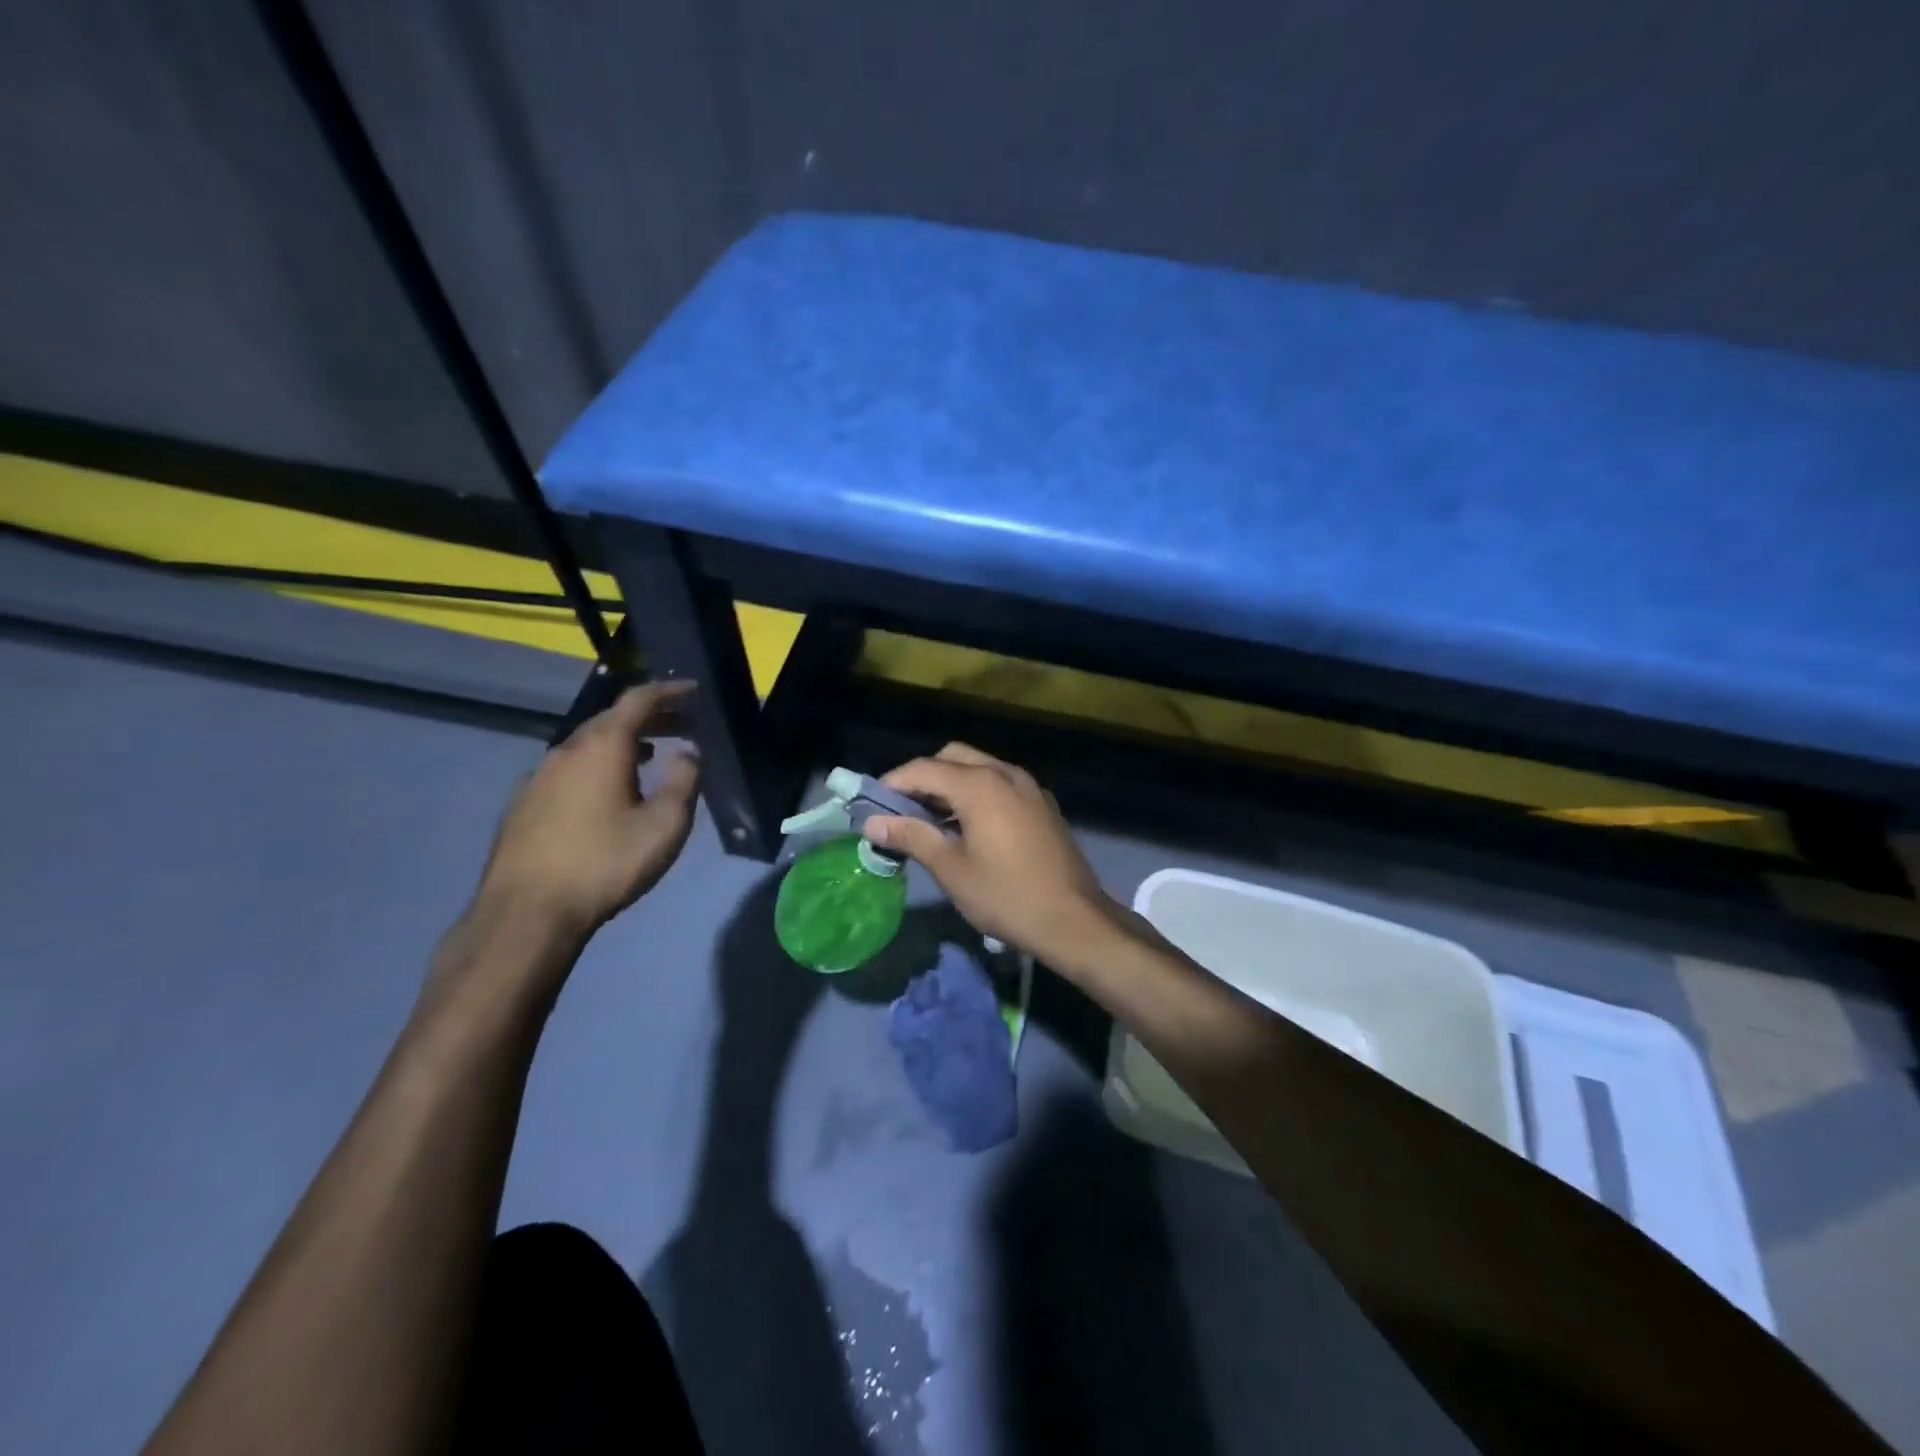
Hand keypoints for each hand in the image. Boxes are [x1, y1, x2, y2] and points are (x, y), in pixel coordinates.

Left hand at [473, 681, 700, 937]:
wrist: (526, 913)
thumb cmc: (605, 863)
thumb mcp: (665, 825)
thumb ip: (684, 781)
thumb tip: (689, 751)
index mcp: (602, 747)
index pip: (638, 700)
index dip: (669, 691)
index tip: (694, 691)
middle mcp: (566, 750)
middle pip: (611, 720)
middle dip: (650, 718)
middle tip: (682, 727)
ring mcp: (538, 777)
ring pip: (587, 745)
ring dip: (623, 743)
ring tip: (649, 757)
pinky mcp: (523, 804)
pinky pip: (569, 769)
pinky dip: (597, 766)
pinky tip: (606, 793)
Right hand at [862, 743, 1118, 967]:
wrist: (1074, 920)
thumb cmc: (1006, 896)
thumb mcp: (951, 869)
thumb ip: (912, 836)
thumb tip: (873, 822)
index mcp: (980, 785)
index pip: (923, 768)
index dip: (892, 783)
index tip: (871, 806)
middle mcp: (1005, 773)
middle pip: (952, 757)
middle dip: (923, 777)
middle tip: (902, 810)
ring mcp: (1028, 786)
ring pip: (979, 767)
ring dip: (950, 783)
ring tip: (930, 820)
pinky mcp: (1042, 803)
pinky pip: (1000, 783)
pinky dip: (977, 792)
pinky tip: (969, 826)